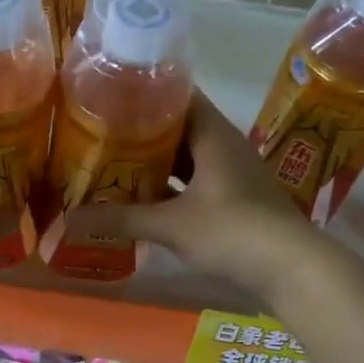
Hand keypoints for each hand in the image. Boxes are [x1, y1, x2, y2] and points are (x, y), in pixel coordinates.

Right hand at [69, 91, 322, 304]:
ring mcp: (230, 175)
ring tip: (112, 162)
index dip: (145, 92)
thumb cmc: (234, 232)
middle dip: (141, 131)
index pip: (178, 95)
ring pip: (185, 158)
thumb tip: (70, 218)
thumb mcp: (172, 225)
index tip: (109, 94)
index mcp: (213, 134)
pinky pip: (192, 184)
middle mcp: (223, 147)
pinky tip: (141, 199)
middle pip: (178, 127)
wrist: (293, 270)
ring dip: (154, 162)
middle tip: (99, 132)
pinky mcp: (233, 202)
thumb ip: (121, 218)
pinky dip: (168, 188)